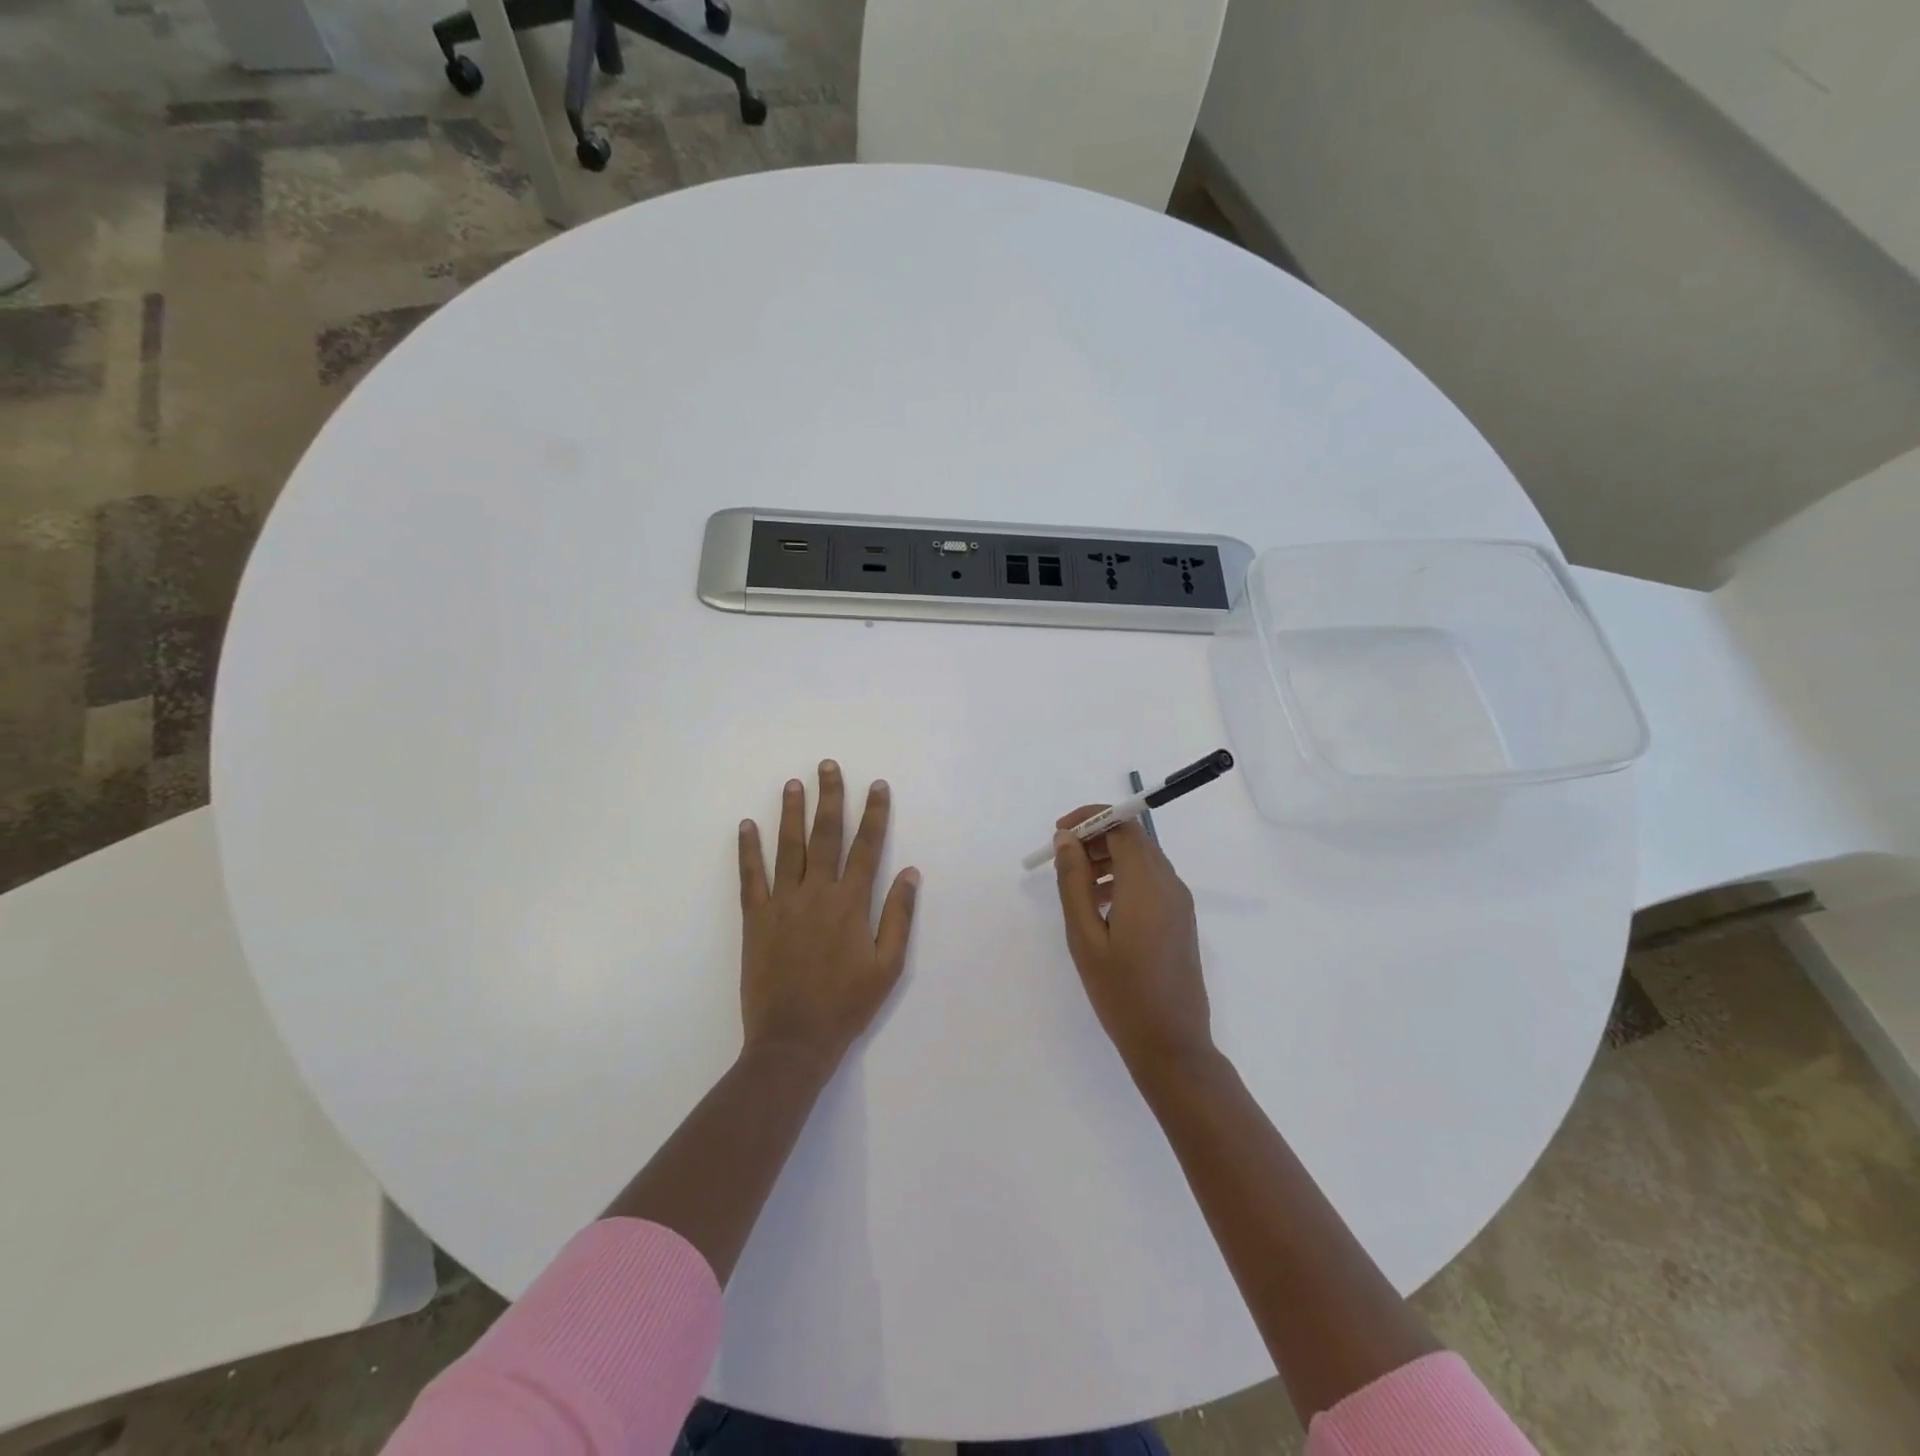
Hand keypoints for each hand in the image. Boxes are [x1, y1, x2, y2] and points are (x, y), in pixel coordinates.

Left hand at [737, 761, 919, 1074]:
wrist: (793, 1040)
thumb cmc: (847, 1005)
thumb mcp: (888, 966)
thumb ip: (899, 916)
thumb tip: (911, 873)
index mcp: (851, 903)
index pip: (867, 847)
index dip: (874, 814)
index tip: (877, 785)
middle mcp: (817, 893)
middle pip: (826, 835)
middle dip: (830, 798)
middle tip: (828, 766)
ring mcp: (782, 903)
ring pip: (788, 847)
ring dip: (792, 813)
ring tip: (794, 783)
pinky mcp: (755, 919)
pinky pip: (751, 877)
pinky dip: (748, 850)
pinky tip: (747, 826)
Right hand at [1052, 805, 1213, 1075]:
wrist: (1171, 1044)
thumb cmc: (1121, 992)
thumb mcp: (1084, 937)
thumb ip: (1074, 882)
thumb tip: (1067, 839)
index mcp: (1146, 883)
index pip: (1121, 824)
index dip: (1089, 819)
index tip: (1059, 834)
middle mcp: (1169, 883)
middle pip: (1133, 837)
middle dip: (1096, 837)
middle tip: (1062, 860)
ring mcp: (1179, 901)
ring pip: (1142, 858)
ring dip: (1108, 858)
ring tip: (1076, 886)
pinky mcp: (1180, 919)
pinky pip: (1151, 881)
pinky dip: (1123, 878)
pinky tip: (1100, 907)